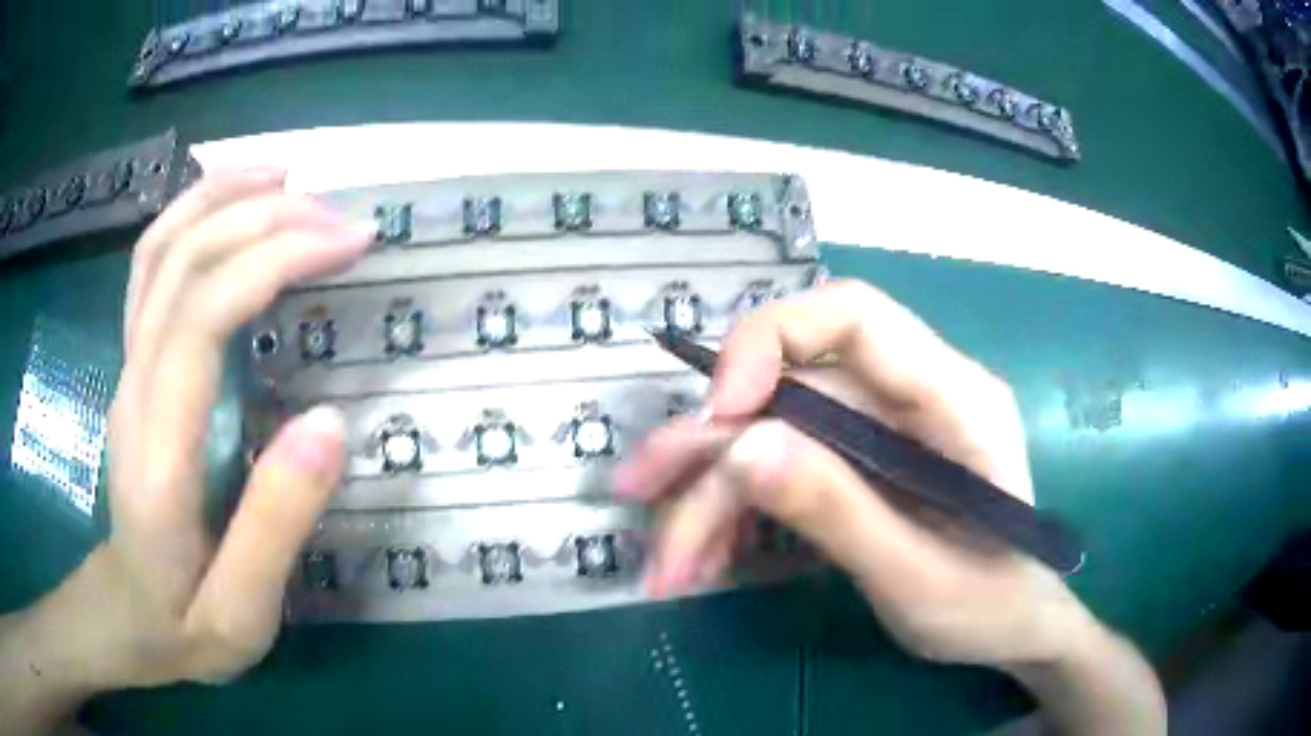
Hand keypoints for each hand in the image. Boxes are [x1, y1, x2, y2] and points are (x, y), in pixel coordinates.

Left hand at [105, 170, 372, 684]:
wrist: (126, 616)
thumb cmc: (183, 624)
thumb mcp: (240, 615)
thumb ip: (277, 527)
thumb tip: (331, 424)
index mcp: (158, 454)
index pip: (201, 317)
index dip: (272, 259)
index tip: (347, 243)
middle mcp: (133, 389)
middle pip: (181, 263)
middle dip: (264, 219)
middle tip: (341, 220)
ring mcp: (126, 369)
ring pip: (158, 249)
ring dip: (221, 197)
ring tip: (288, 179)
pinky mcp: (132, 365)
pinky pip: (150, 268)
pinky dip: (190, 216)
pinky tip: (229, 205)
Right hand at [616, 279, 1083, 665]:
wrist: (1014, 628)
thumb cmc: (989, 607)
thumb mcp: (918, 580)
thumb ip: (840, 512)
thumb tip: (742, 447)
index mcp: (956, 401)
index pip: (855, 315)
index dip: (773, 339)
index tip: (717, 412)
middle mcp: (914, 397)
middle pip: (793, 389)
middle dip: (713, 446)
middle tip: (643, 495)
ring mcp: (884, 431)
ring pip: (774, 433)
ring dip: (711, 493)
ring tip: (670, 562)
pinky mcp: (861, 464)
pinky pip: (783, 467)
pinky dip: (737, 512)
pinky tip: (708, 557)